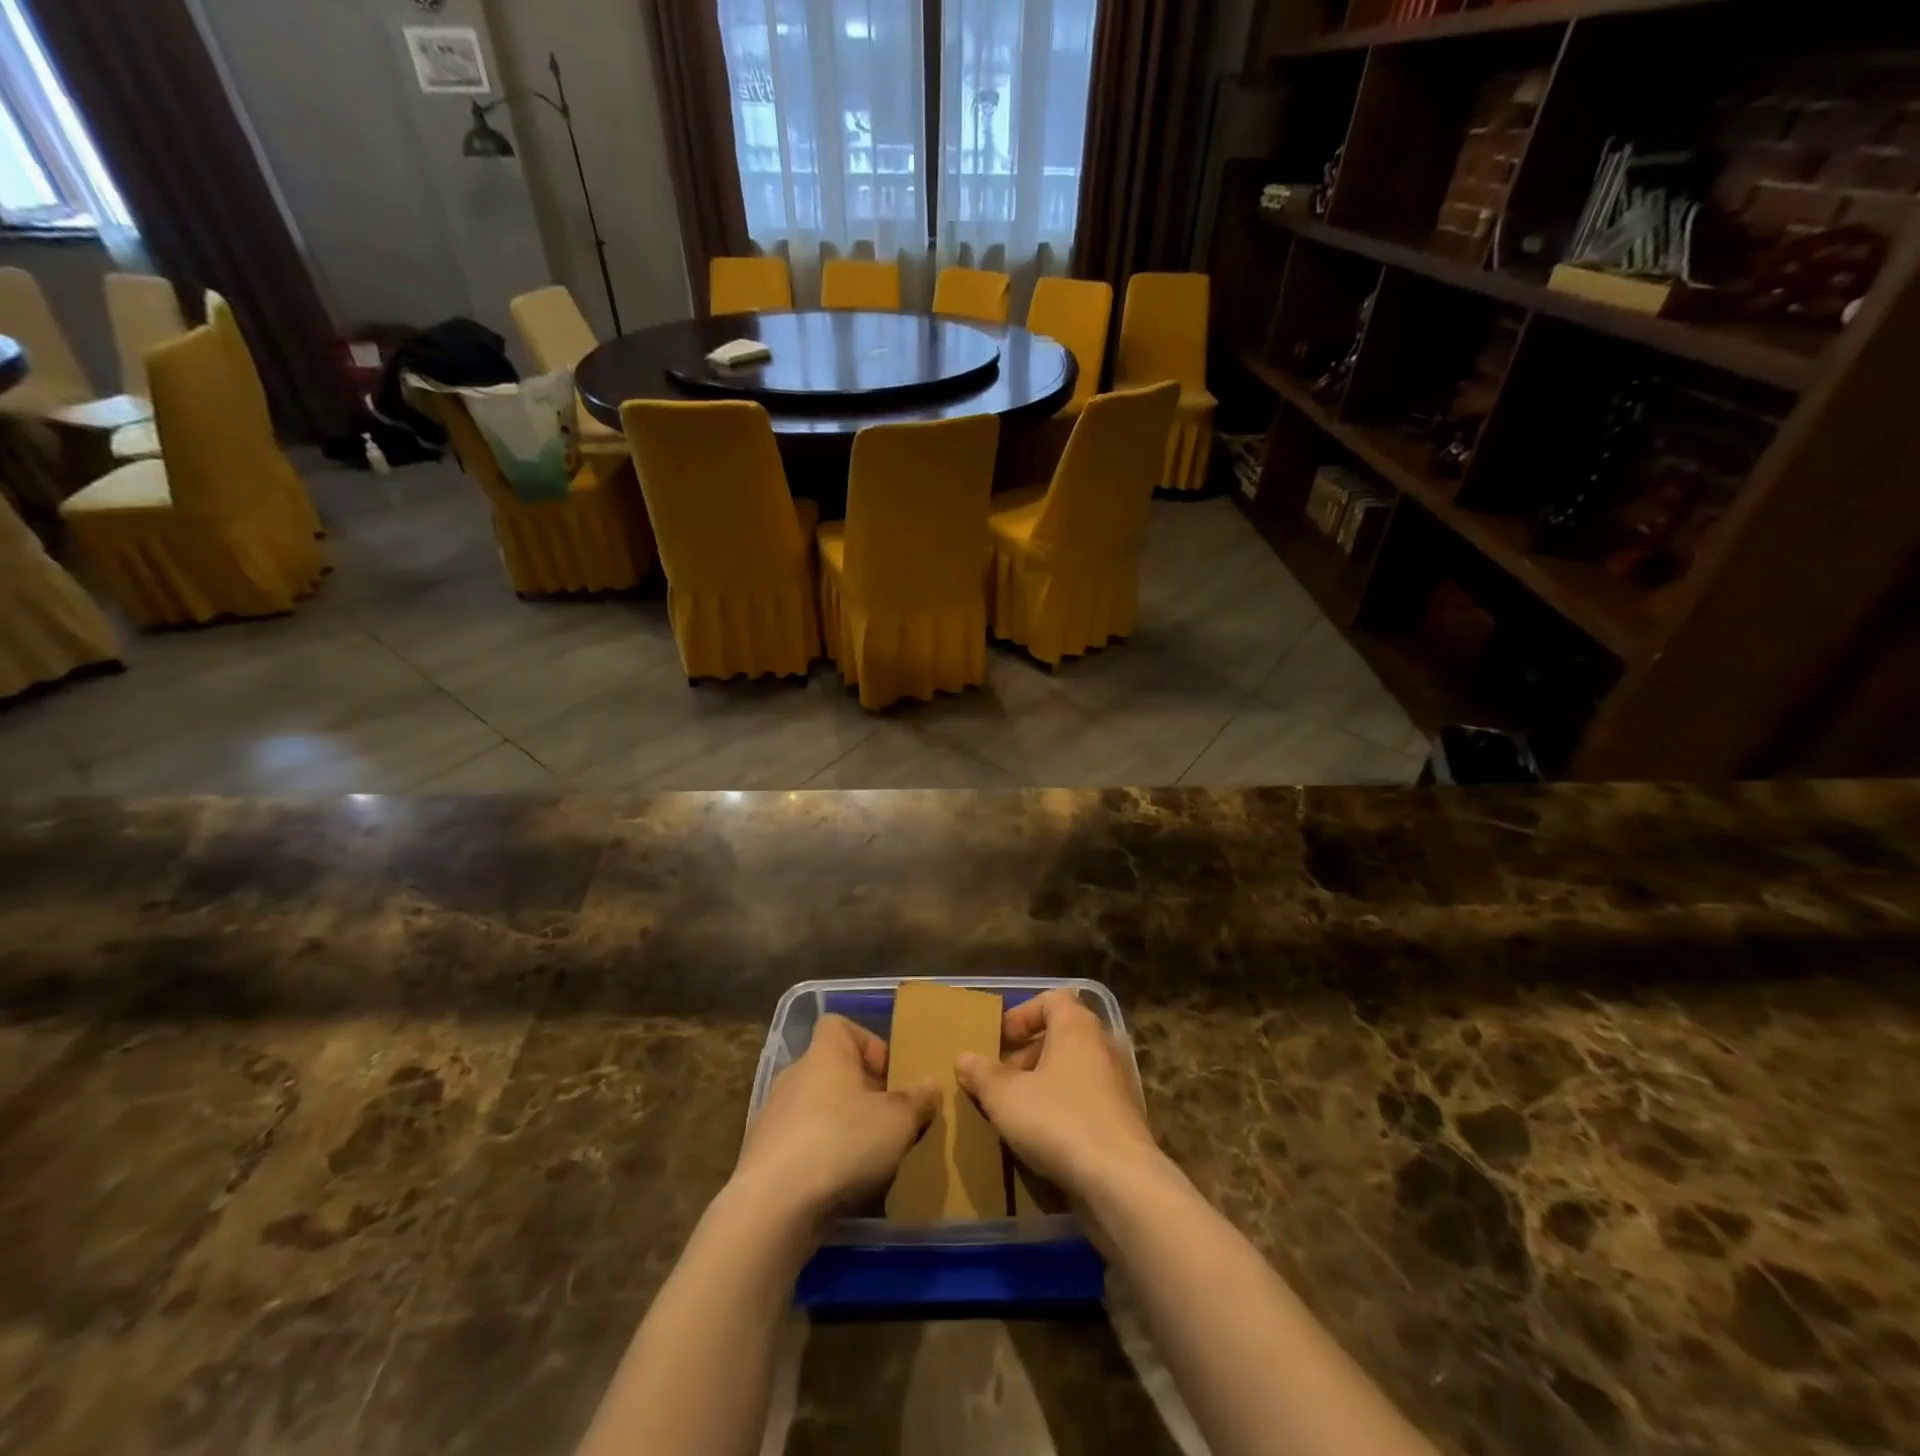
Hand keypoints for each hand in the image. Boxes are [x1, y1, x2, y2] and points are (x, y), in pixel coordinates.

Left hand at [733, 1014, 936, 1223]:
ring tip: (866, 1158)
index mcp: (825, 1053)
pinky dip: (818, 1156)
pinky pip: (799, 1143)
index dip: (867, 1044)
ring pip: (815, 1108)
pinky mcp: (760, 1154)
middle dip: (860, 1092)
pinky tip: (837, 1184)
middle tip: (887, 1122)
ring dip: (839, 1126)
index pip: (840, 1025)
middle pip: (831, 1070)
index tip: (889, 1076)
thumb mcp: (898, 1121)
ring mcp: (772, 1114)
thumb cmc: (842, 1143)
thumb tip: (930, 1085)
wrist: (773, 1206)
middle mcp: (795, 1074)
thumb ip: (917, 1100)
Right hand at [955, 989, 1162, 1202]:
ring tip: (1016, 1113)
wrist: (1121, 1182)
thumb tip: (964, 1059)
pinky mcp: (1125, 1119)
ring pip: (1073, 1071)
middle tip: (1001, 1081)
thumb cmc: (1058, 1121)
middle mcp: (1102, 1045)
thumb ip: (982, 1074)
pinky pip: (1087, 1101)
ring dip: (1043, 1085)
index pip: (1051, 999)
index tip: (999, 1042)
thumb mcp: (1005, 1097)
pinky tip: (1043, 1139)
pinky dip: (1064, 1110)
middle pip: (1061, 1036)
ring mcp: (1118, 1083)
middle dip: (1027, 1055)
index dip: (1021, 1015)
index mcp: (1076, 1027)